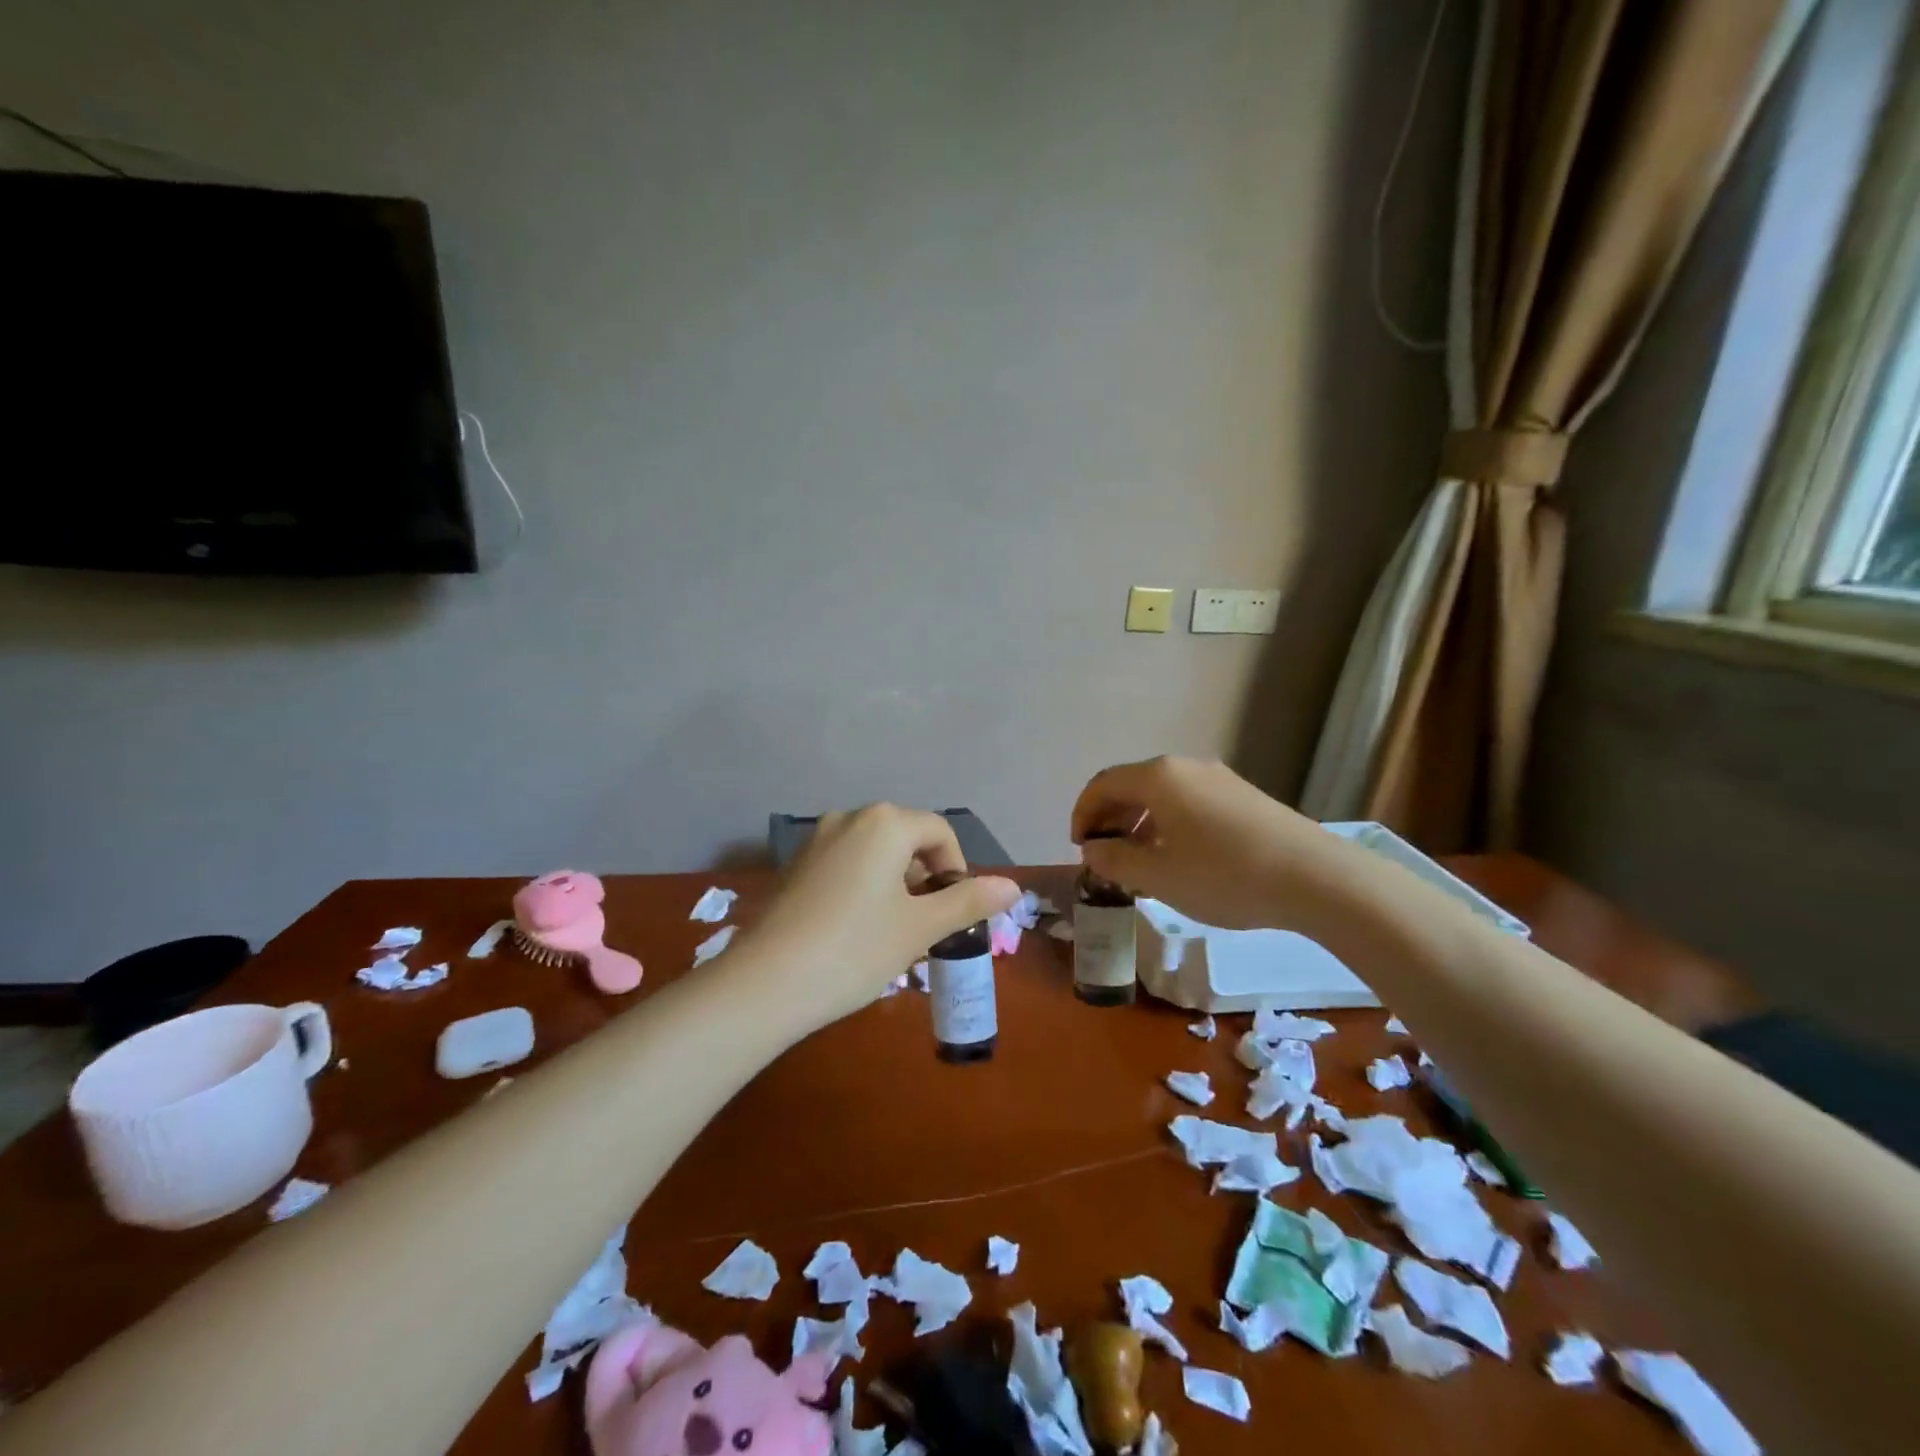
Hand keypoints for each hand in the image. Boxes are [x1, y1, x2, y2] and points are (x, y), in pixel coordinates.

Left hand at [737, 804, 1020, 1028]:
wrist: (766, 983)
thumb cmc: (857, 949)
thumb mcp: (920, 928)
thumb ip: (968, 901)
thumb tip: (1012, 886)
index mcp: (885, 823)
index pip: (939, 831)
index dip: (957, 868)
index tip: (954, 910)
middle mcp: (849, 818)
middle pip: (906, 838)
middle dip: (925, 876)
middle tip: (927, 924)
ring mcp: (816, 840)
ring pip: (874, 852)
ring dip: (895, 883)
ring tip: (894, 930)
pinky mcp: (795, 865)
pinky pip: (845, 864)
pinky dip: (863, 886)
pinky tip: (856, 929)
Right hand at [1071, 756, 1346, 930]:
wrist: (1316, 878)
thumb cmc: (1224, 875)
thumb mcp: (1158, 876)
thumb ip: (1115, 859)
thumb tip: (1093, 848)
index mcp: (1159, 777)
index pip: (1102, 784)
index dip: (1083, 814)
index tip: (1080, 848)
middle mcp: (1186, 767)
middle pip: (1132, 785)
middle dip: (1110, 819)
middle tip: (1105, 856)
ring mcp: (1219, 779)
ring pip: (1162, 795)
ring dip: (1139, 824)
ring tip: (1139, 863)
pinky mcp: (1243, 797)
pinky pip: (1189, 803)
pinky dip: (1168, 825)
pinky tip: (1178, 859)